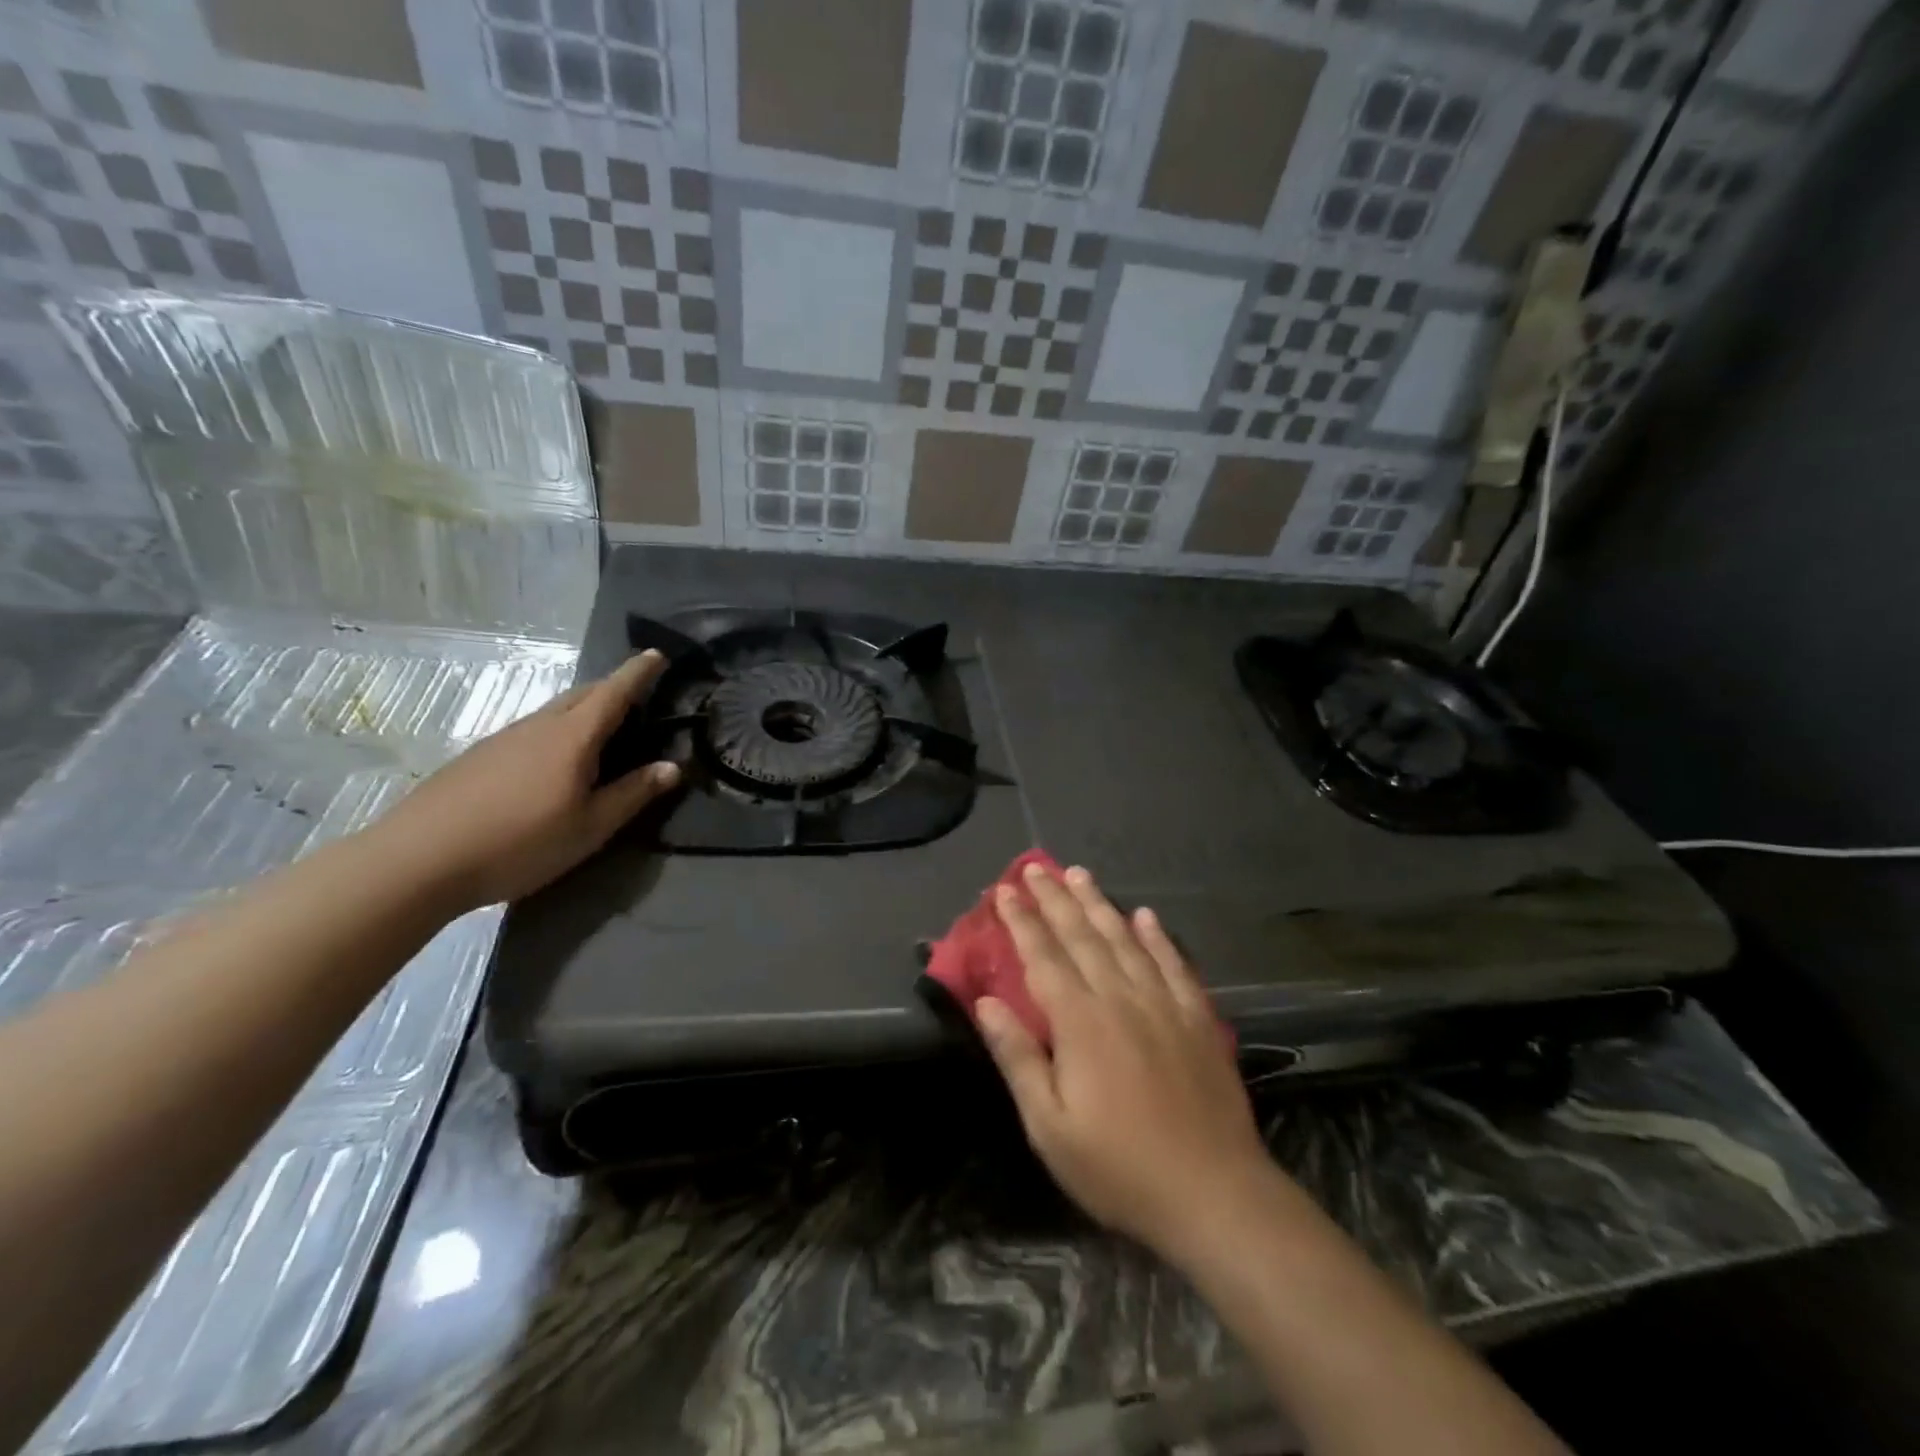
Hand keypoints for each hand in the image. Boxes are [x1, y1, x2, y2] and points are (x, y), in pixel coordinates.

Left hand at [370, 651, 679, 910]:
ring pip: (554, 712)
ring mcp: (503, 739)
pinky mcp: (479, 757)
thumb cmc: (520, 842)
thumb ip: (633, 794)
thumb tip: (673, 767)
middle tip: (638, 698)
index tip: (657, 654)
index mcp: (572, 737)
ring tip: (602, 732)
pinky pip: (532, 730)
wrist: (418, 860)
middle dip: (613, 688)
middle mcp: (538, 726)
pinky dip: (557, 731)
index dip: (638, 672)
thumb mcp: (590, 827)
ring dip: (584, 710)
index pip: (614, 692)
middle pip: (583, 694)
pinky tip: (554, 762)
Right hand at [977, 863, 1279, 1263]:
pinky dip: (1158, 937)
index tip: (1005, 890)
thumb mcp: (1050, 1127)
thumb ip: (1019, 1059)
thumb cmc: (1119, 1168)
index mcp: (1081, 1023)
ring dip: (1100, 904)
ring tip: (1080, 875)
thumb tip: (986, 1004)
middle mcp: (1121, 999)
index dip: (1022, 921)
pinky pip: (1174, 964)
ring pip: (1125, 940)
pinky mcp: (1198, 1019)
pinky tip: (1147, 916)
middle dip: (1055, 899)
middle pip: (1082, 936)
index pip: (1044, 957)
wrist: (1215, 1195)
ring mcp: (1164, 1005)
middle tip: (1036, 867)